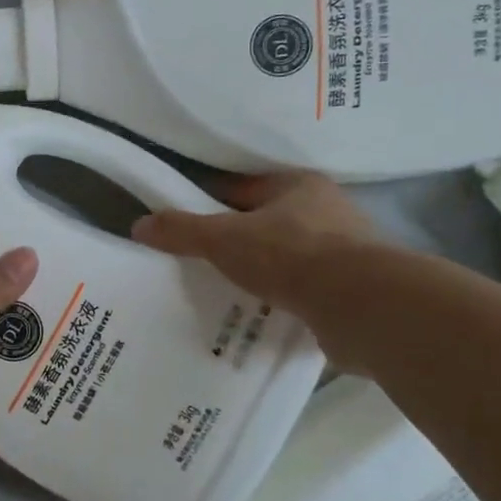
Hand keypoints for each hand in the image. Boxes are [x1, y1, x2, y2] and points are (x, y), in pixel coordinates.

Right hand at [132, 172, 381, 369]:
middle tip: (199, 261)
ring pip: (286, 258)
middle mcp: (327, 212)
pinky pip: (304, 290)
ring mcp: (345, 253)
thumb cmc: (290, 255)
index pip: (244, 187)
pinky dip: (282, 299)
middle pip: (267, 223)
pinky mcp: (352, 290)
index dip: (211, 201)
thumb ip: (182, 230)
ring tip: (225, 291)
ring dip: (261, 273)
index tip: (185, 223)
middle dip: (236, 241)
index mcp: (299, 185)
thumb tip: (140, 224)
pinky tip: (258, 315)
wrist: (361, 306)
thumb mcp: (223, 238)